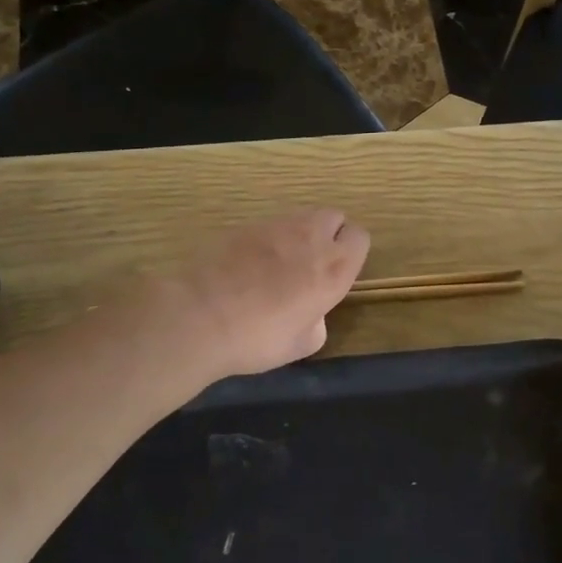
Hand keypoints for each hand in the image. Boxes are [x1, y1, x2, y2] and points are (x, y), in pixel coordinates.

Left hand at [162, 209, 370, 379]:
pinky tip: (249, 263)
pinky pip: (268, 225)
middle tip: (311, 263)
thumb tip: (312, 313)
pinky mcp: (245, 224)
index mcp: (334, 268)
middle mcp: (311, 238)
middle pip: (334, 217)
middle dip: (329, 234)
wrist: (201, 316)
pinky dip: (267, 239)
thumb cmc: (258, 338)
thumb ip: (317, 321)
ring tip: (279, 263)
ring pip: (301, 216)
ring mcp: (276, 226)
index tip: (337, 272)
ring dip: (299, 234)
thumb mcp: (302, 345)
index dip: (351, 252)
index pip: (360, 237)